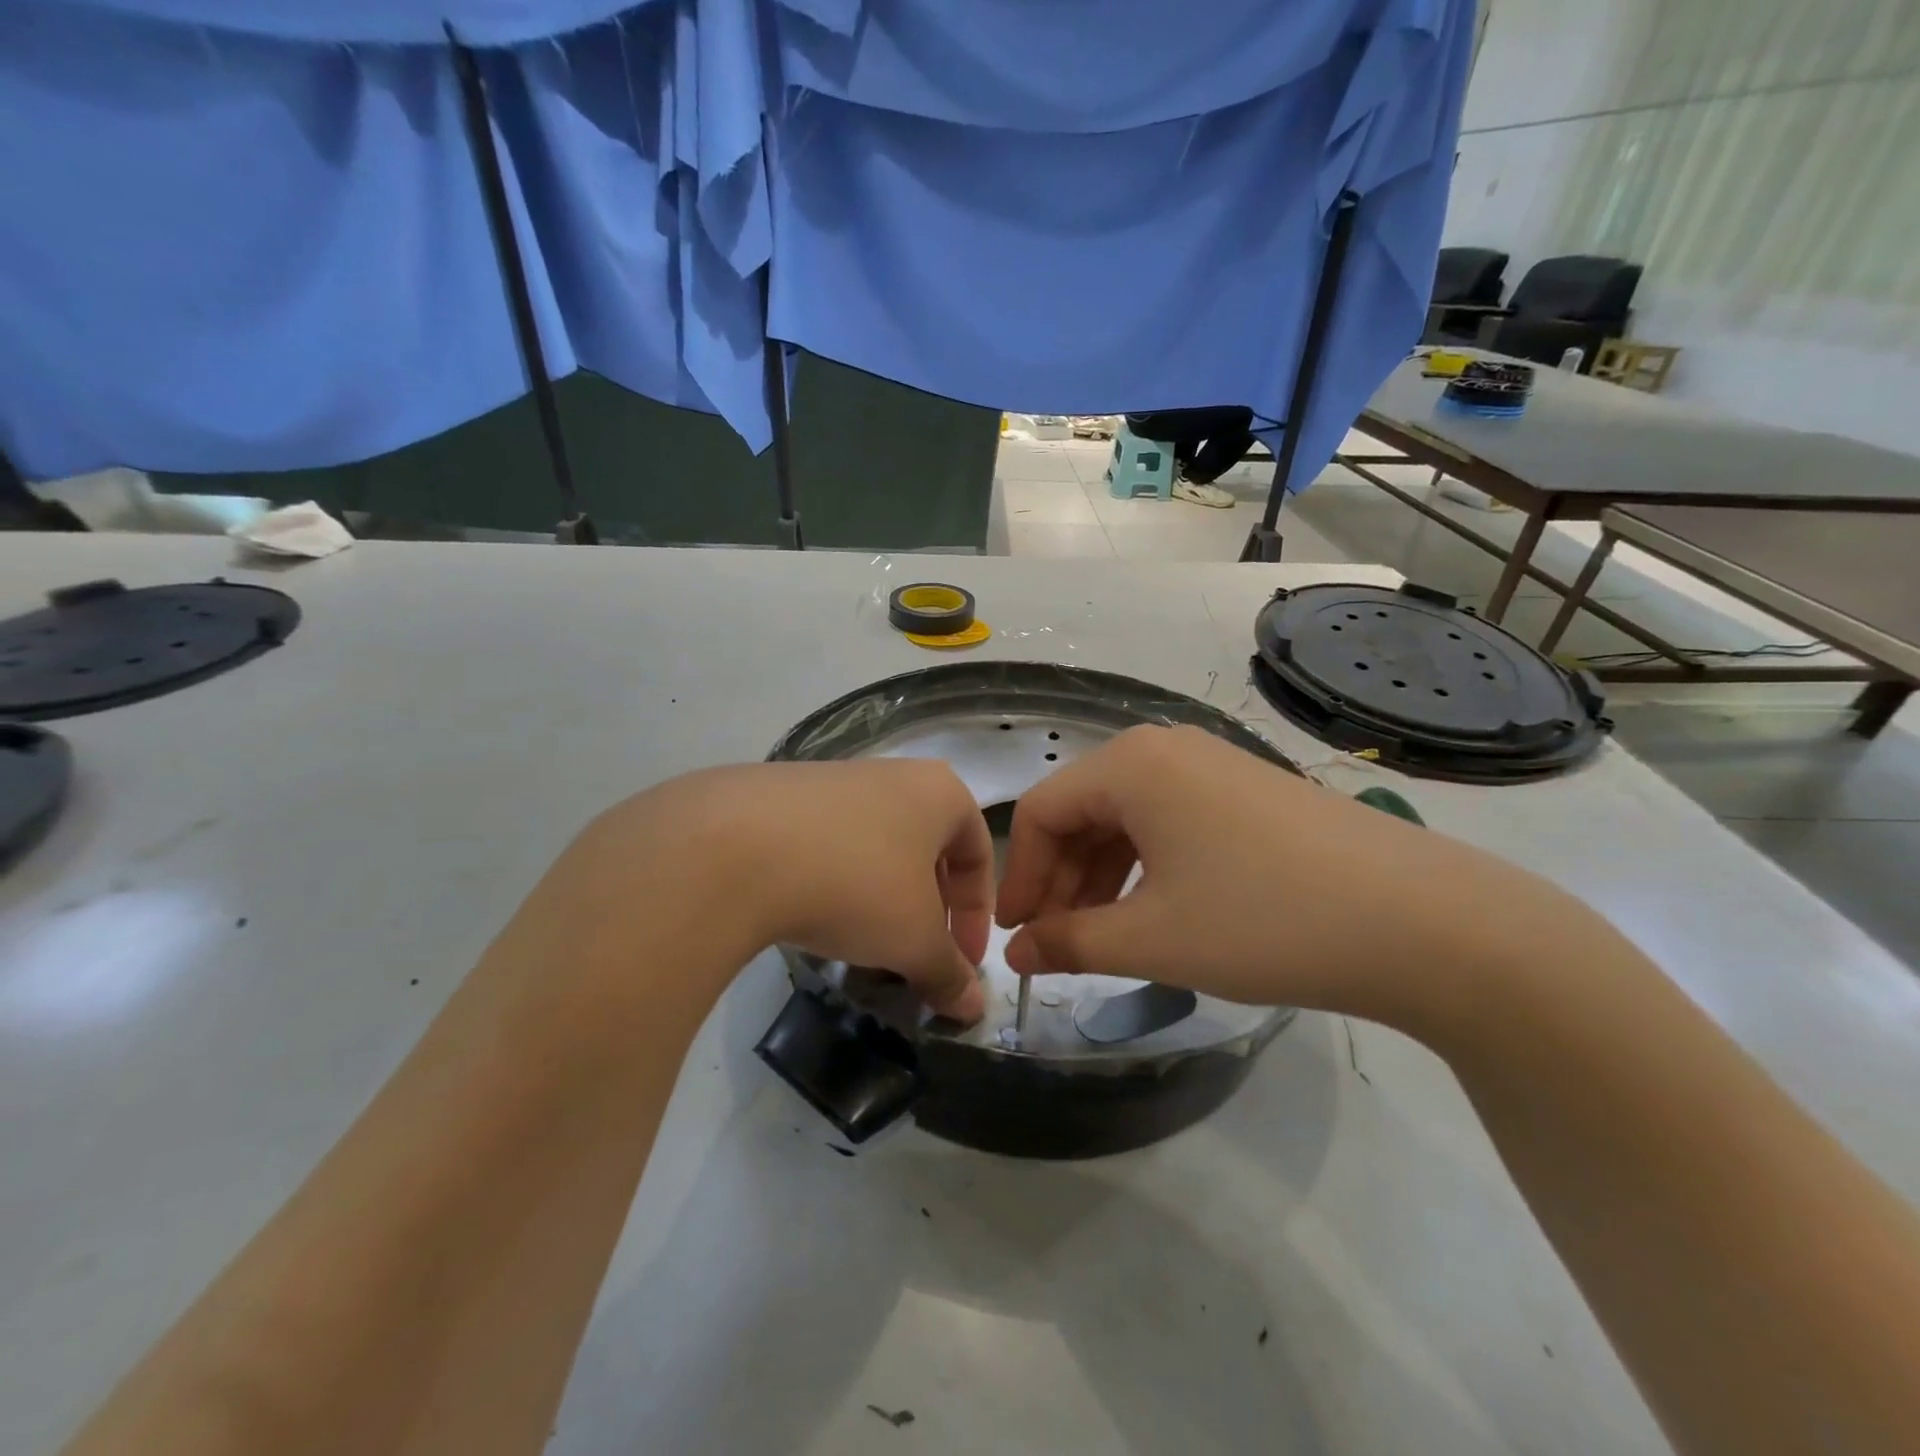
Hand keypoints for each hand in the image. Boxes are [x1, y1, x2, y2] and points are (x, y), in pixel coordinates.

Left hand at [556, 761, 991, 1022]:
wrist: (733, 847)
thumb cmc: (856, 884)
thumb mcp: (914, 939)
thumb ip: (949, 973)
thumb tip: (973, 1009)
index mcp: (938, 792)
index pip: (978, 854)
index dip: (978, 915)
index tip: (962, 964)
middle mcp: (891, 774)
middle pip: (926, 849)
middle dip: (928, 909)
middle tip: (915, 956)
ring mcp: (831, 779)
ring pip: (875, 847)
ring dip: (880, 899)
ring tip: (861, 945)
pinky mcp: (779, 795)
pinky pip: (825, 844)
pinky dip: (833, 883)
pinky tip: (809, 916)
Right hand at [996, 725, 1574, 1033]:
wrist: (1423, 922)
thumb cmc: (1263, 922)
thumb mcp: (1152, 939)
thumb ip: (1070, 944)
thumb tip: (1016, 954)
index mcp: (1130, 764)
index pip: (1042, 811)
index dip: (1021, 877)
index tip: (1016, 937)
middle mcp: (1166, 748)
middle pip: (1083, 811)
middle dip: (1061, 880)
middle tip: (1055, 945)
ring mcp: (1214, 765)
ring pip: (1128, 818)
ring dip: (1102, 876)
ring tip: (1101, 938)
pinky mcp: (1249, 790)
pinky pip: (1172, 821)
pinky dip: (1147, 866)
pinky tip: (1155, 912)